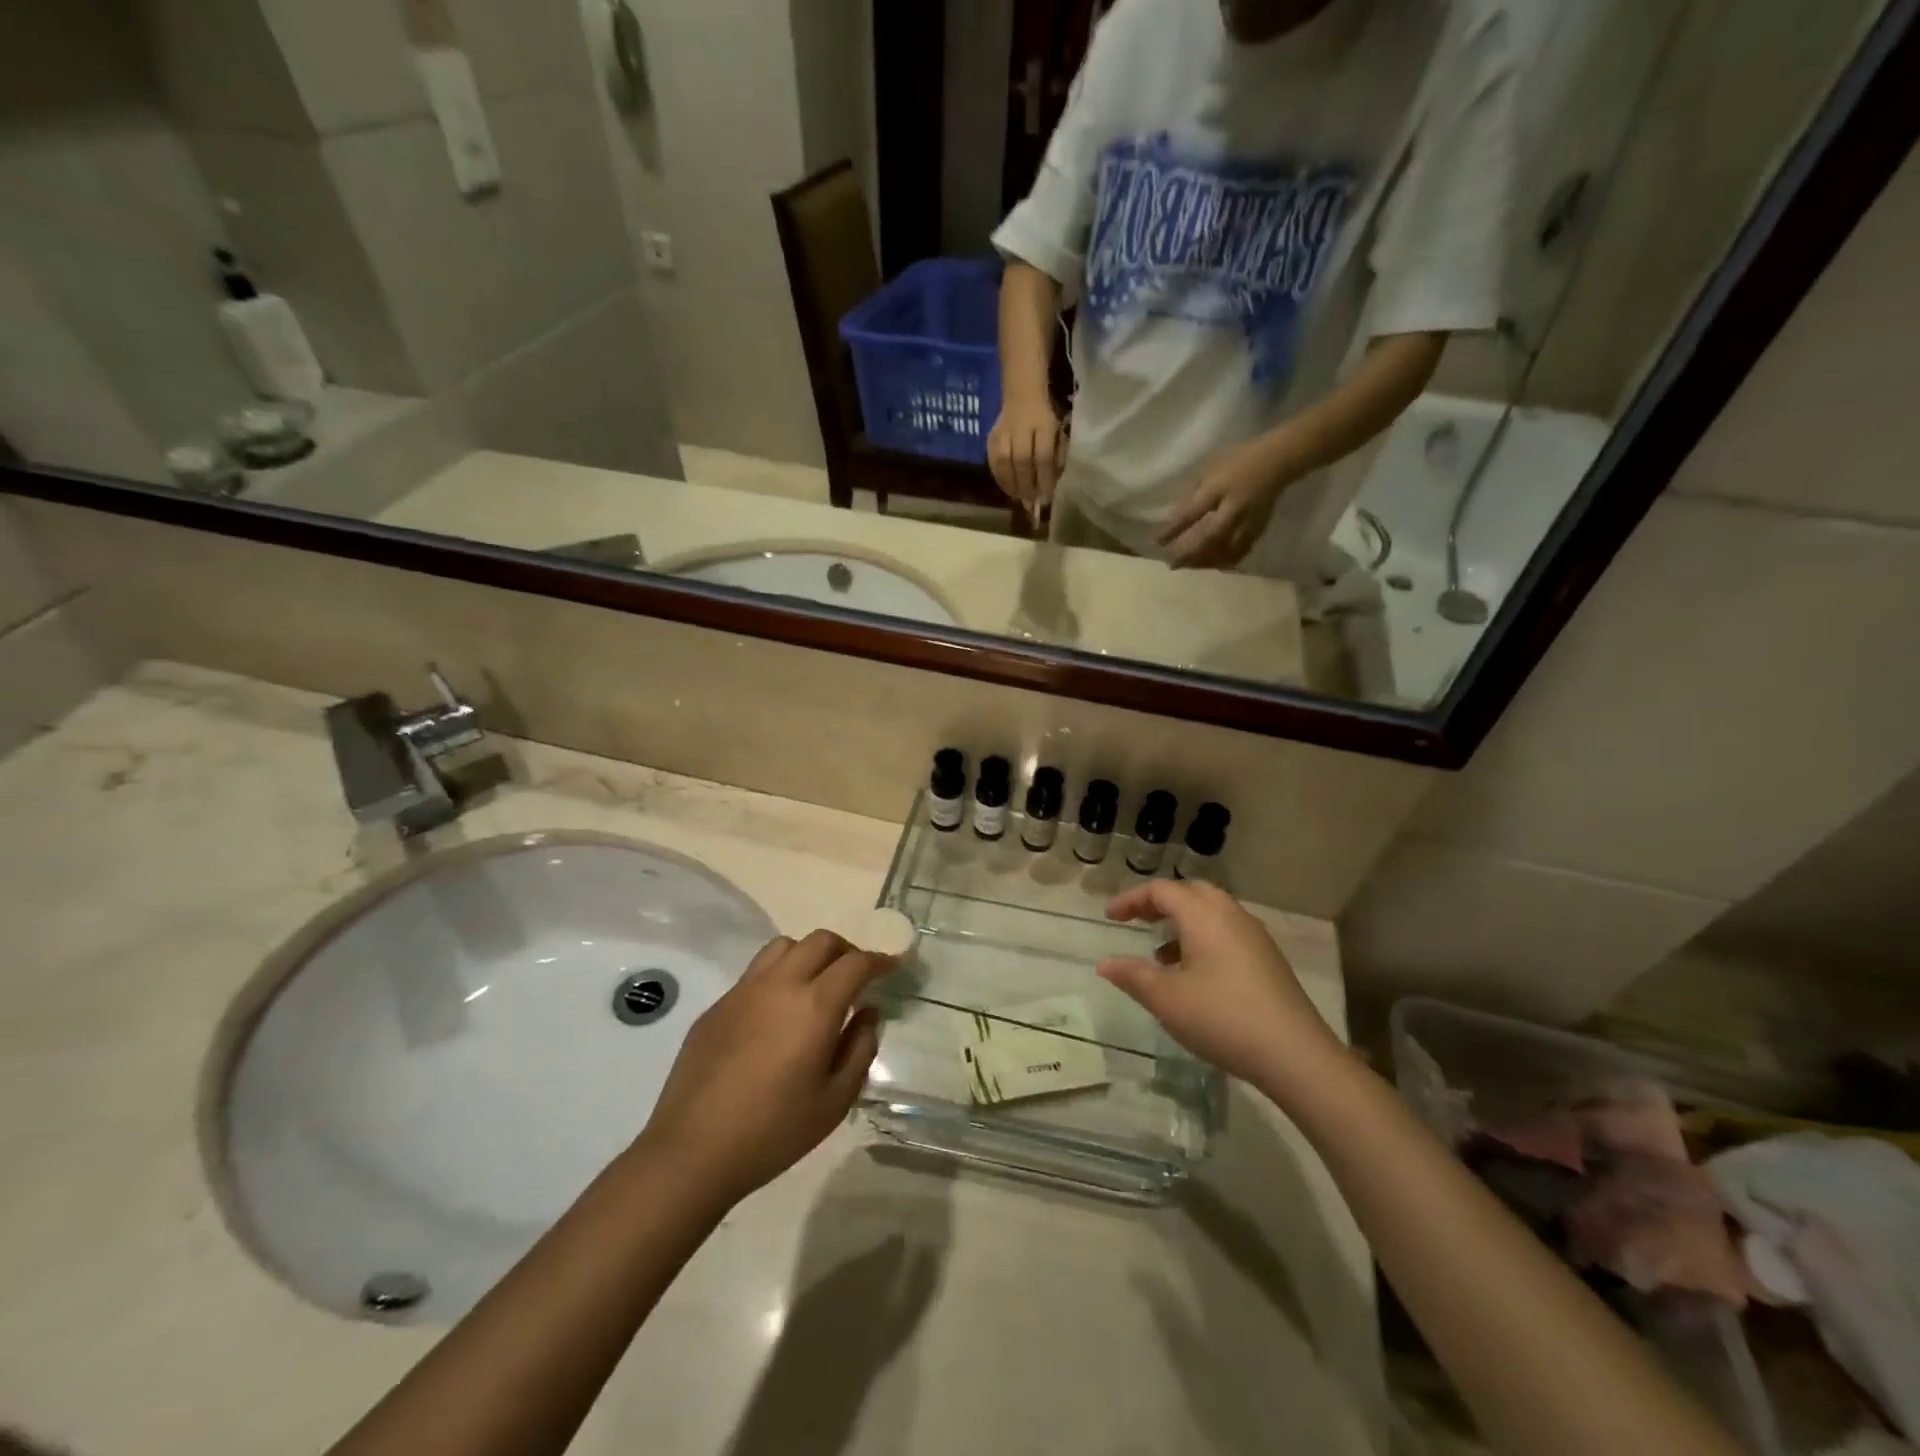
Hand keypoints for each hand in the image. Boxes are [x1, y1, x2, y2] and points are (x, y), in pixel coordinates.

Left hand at [639, 930, 891, 1207]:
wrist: (693, 1151)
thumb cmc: (774, 1131)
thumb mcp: (835, 1101)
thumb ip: (860, 1049)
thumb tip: (867, 1013)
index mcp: (815, 1005)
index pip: (856, 962)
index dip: (880, 960)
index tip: (892, 967)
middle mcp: (780, 984)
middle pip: (821, 941)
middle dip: (846, 950)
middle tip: (856, 976)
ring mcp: (744, 990)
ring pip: (784, 946)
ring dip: (809, 955)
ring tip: (815, 985)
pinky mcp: (718, 1005)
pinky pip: (755, 972)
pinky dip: (778, 976)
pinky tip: (776, 1013)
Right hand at [987, 393, 1065, 523]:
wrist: (1022, 395)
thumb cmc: (1045, 421)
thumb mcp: (1058, 436)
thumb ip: (1055, 461)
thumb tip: (1048, 488)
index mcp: (1044, 425)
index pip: (1043, 456)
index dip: (1044, 480)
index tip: (1046, 499)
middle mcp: (1022, 427)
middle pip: (1022, 460)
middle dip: (1027, 485)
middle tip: (1030, 503)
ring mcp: (1003, 431)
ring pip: (1004, 460)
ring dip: (1011, 483)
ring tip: (1018, 498)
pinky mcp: (991, 436)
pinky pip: (993, 460)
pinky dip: (999, 478)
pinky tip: (1007, 488)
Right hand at [1097, 880, 1342, 1090]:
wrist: (1295, 1055)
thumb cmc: (1222, 1018)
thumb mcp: (1166, 999)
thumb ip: (1132, 975)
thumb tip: (1104, 963)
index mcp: (1204, 915)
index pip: (1161, 891)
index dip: (1131, 900)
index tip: (1110, 917)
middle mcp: (1231, 915)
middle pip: (1191, 892)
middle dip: (1160, 903)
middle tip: (1137, 921)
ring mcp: (1255, 936)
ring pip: (1212, 913)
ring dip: (1183, 923)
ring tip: (1161, 955)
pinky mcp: (1269, 959)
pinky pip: (1228, 932)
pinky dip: (1204, 939)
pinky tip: (1195, 976)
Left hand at [1157, 433, 1298, 568]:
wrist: (1279, 459)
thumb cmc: (1238, 459)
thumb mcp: (1209, 468)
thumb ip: (1192, 492)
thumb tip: (1175, 516)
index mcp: (1219, 487)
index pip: (1192, 512)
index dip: (1174, 529)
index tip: (1157, 543)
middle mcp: (1235, 506)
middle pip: (1211, 537)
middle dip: (1190, 553)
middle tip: (1172, 564)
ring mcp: (1250, 519)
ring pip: (1228, 549)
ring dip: (1207, 561)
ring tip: (1190, 566)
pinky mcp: (1260, 527)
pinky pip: (1242, 550)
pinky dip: (1226, 560)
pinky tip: (1214, 564)